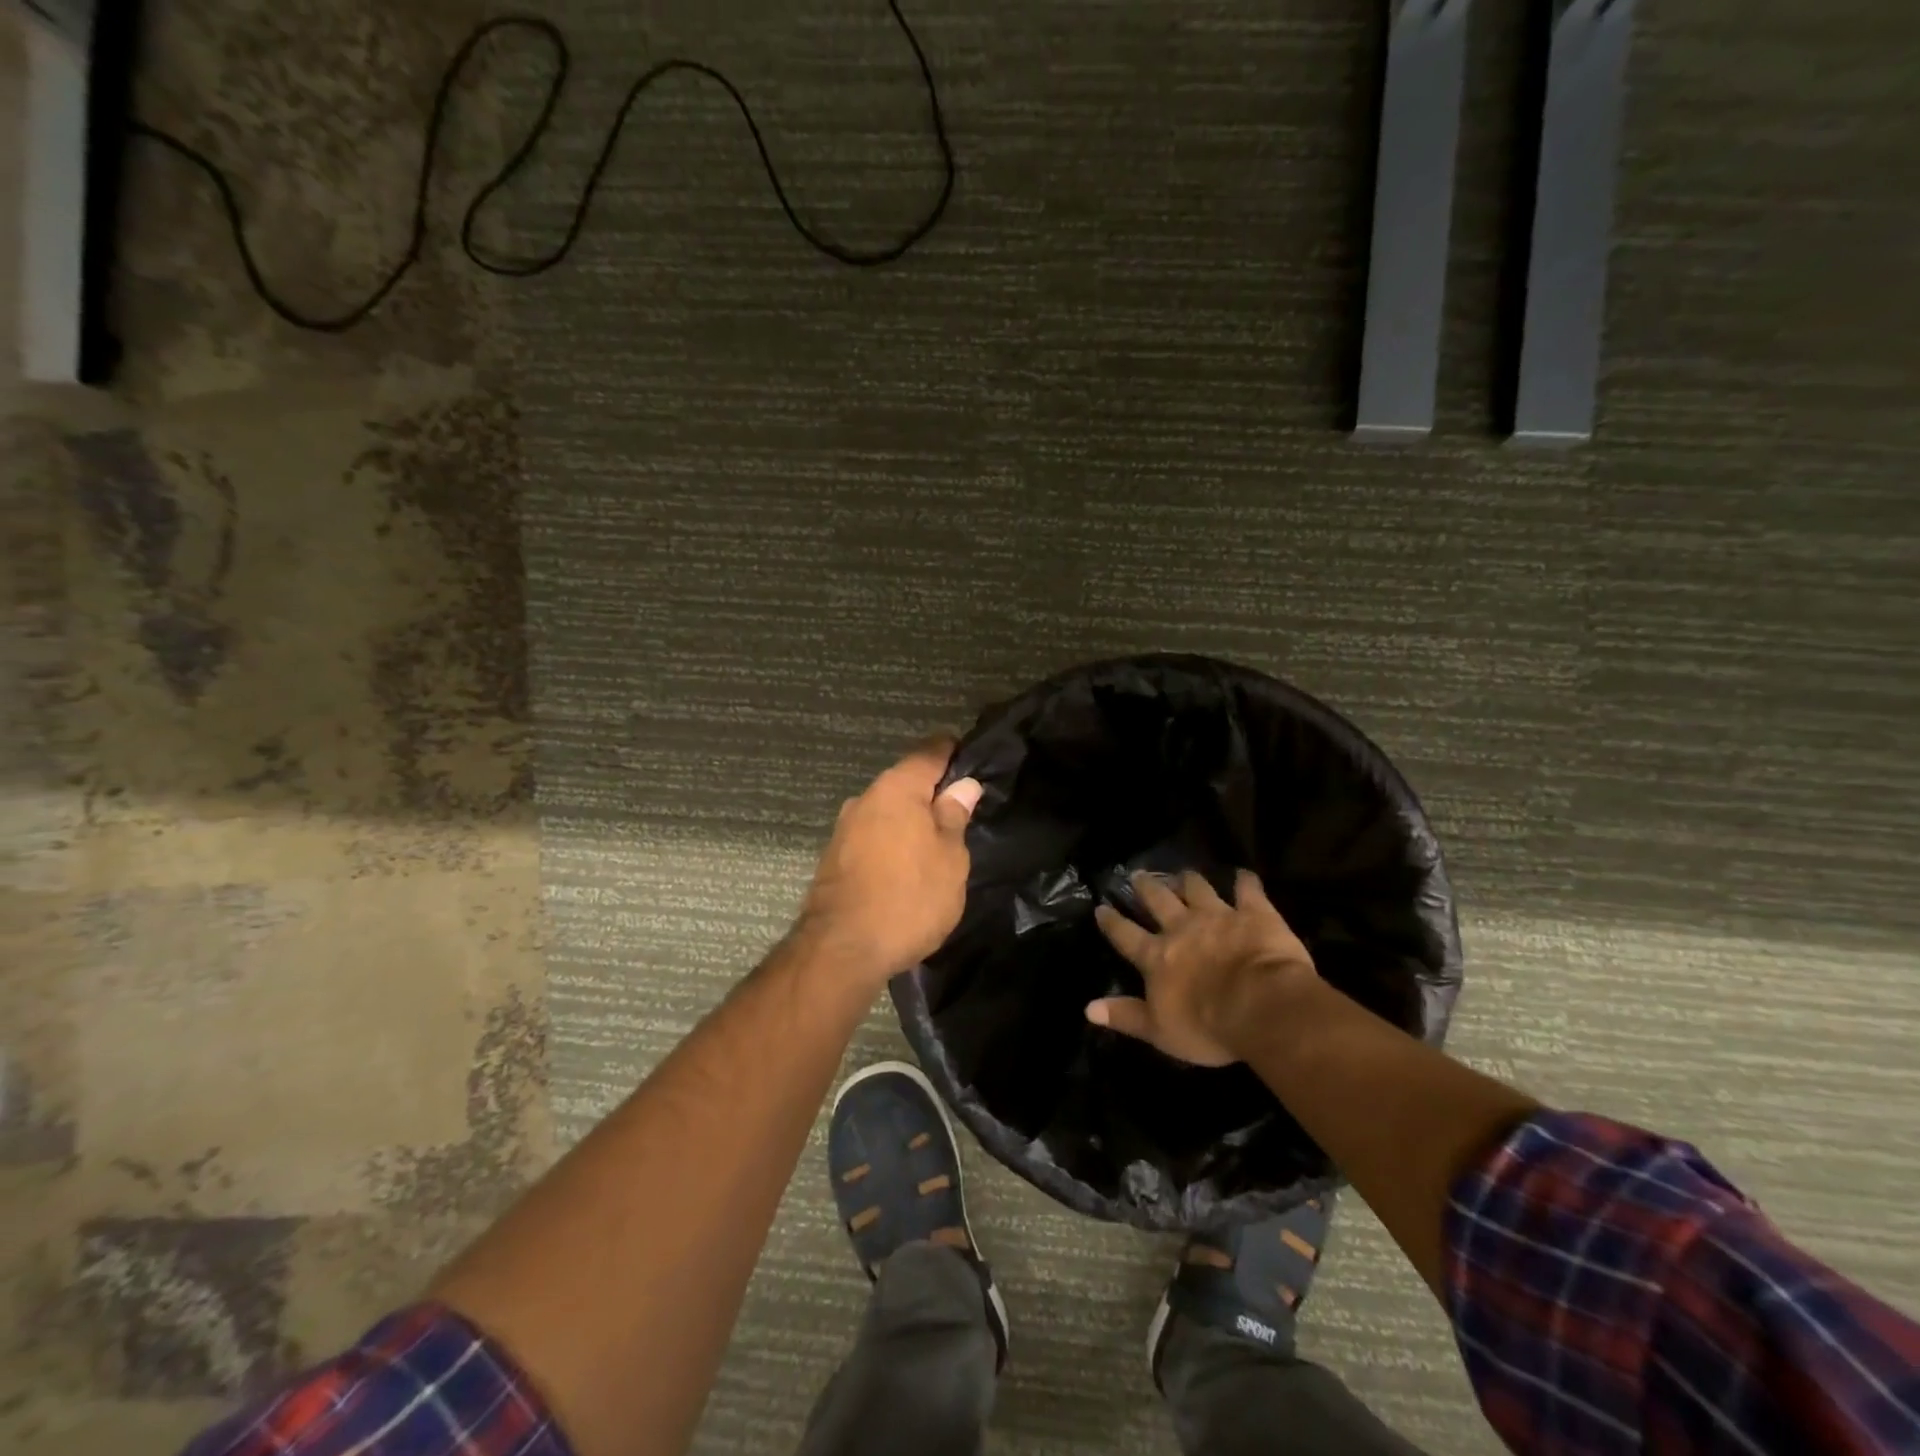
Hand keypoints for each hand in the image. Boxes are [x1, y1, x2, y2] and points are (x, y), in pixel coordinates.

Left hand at [794, 739, 982, 987]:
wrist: (842, 950)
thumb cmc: (909, 898)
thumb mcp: (950, 858)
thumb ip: (955, 817)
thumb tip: (963, 785)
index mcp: (897, 788)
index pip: (929, 751)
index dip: (953, 750)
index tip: (973, 758)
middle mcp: (866, 798)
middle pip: (905, 782)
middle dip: (932, 792)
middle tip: (962, 812)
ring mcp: (845, 828)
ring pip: (887, 812)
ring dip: (910, 821)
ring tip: (937, 844)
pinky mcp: (835, 858)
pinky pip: (873, 837)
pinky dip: (892, 843)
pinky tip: (906, 867)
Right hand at [1088, 869, 1314, 1066]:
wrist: (1262, 1006)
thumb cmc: (1208, 1026)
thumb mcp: (1160, 1031)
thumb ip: (1125, 1016)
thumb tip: (1088, 1009)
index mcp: (1156, 957)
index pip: (1126, 935)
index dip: (1112, 922)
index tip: (1101, 908)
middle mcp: (1182, 928)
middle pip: (1158, 900)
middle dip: (1146, 887)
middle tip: (1137, 875)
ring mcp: (1218, 916)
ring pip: (1197, 888)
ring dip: (1188, 879)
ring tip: (1183, 874)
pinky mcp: (1253, 913)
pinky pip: (1247, 889)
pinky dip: (1244, 881)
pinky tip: (1243, 875)